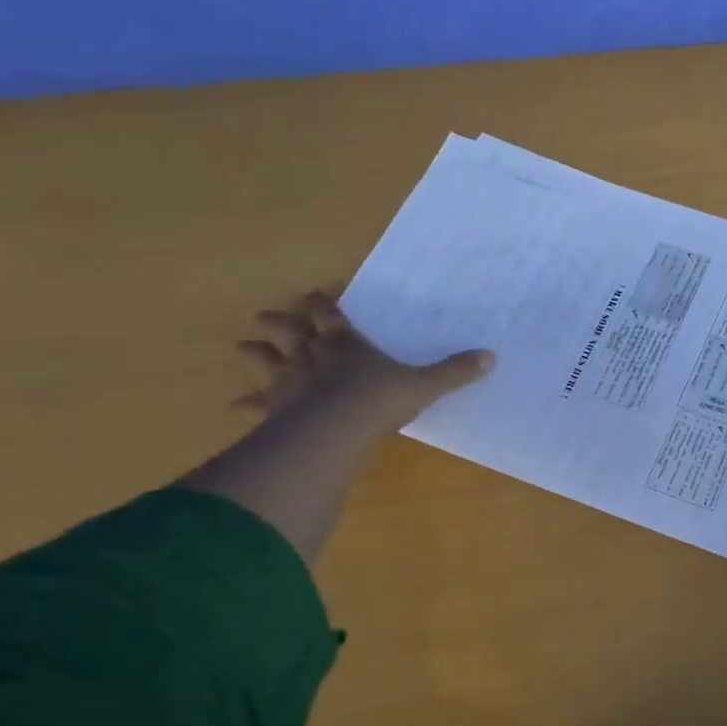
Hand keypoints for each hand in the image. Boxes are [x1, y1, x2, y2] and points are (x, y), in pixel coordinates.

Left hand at [237, 290, 493, 428]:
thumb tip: (490, 357)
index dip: (321, 303)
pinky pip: (255, 404)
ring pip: (265, 360)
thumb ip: (453, 372)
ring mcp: (289, 382)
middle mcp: (311, 355)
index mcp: (345, 342)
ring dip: (256, 353)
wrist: (337, 429)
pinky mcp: (275, 409)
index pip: (327, 313)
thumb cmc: (379, 398)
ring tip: (246, 347)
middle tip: (269, 317)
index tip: (317, 296)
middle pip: (289, 331)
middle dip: (279, 323)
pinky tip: (236, 406)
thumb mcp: (424, 385)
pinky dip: (246, 404)